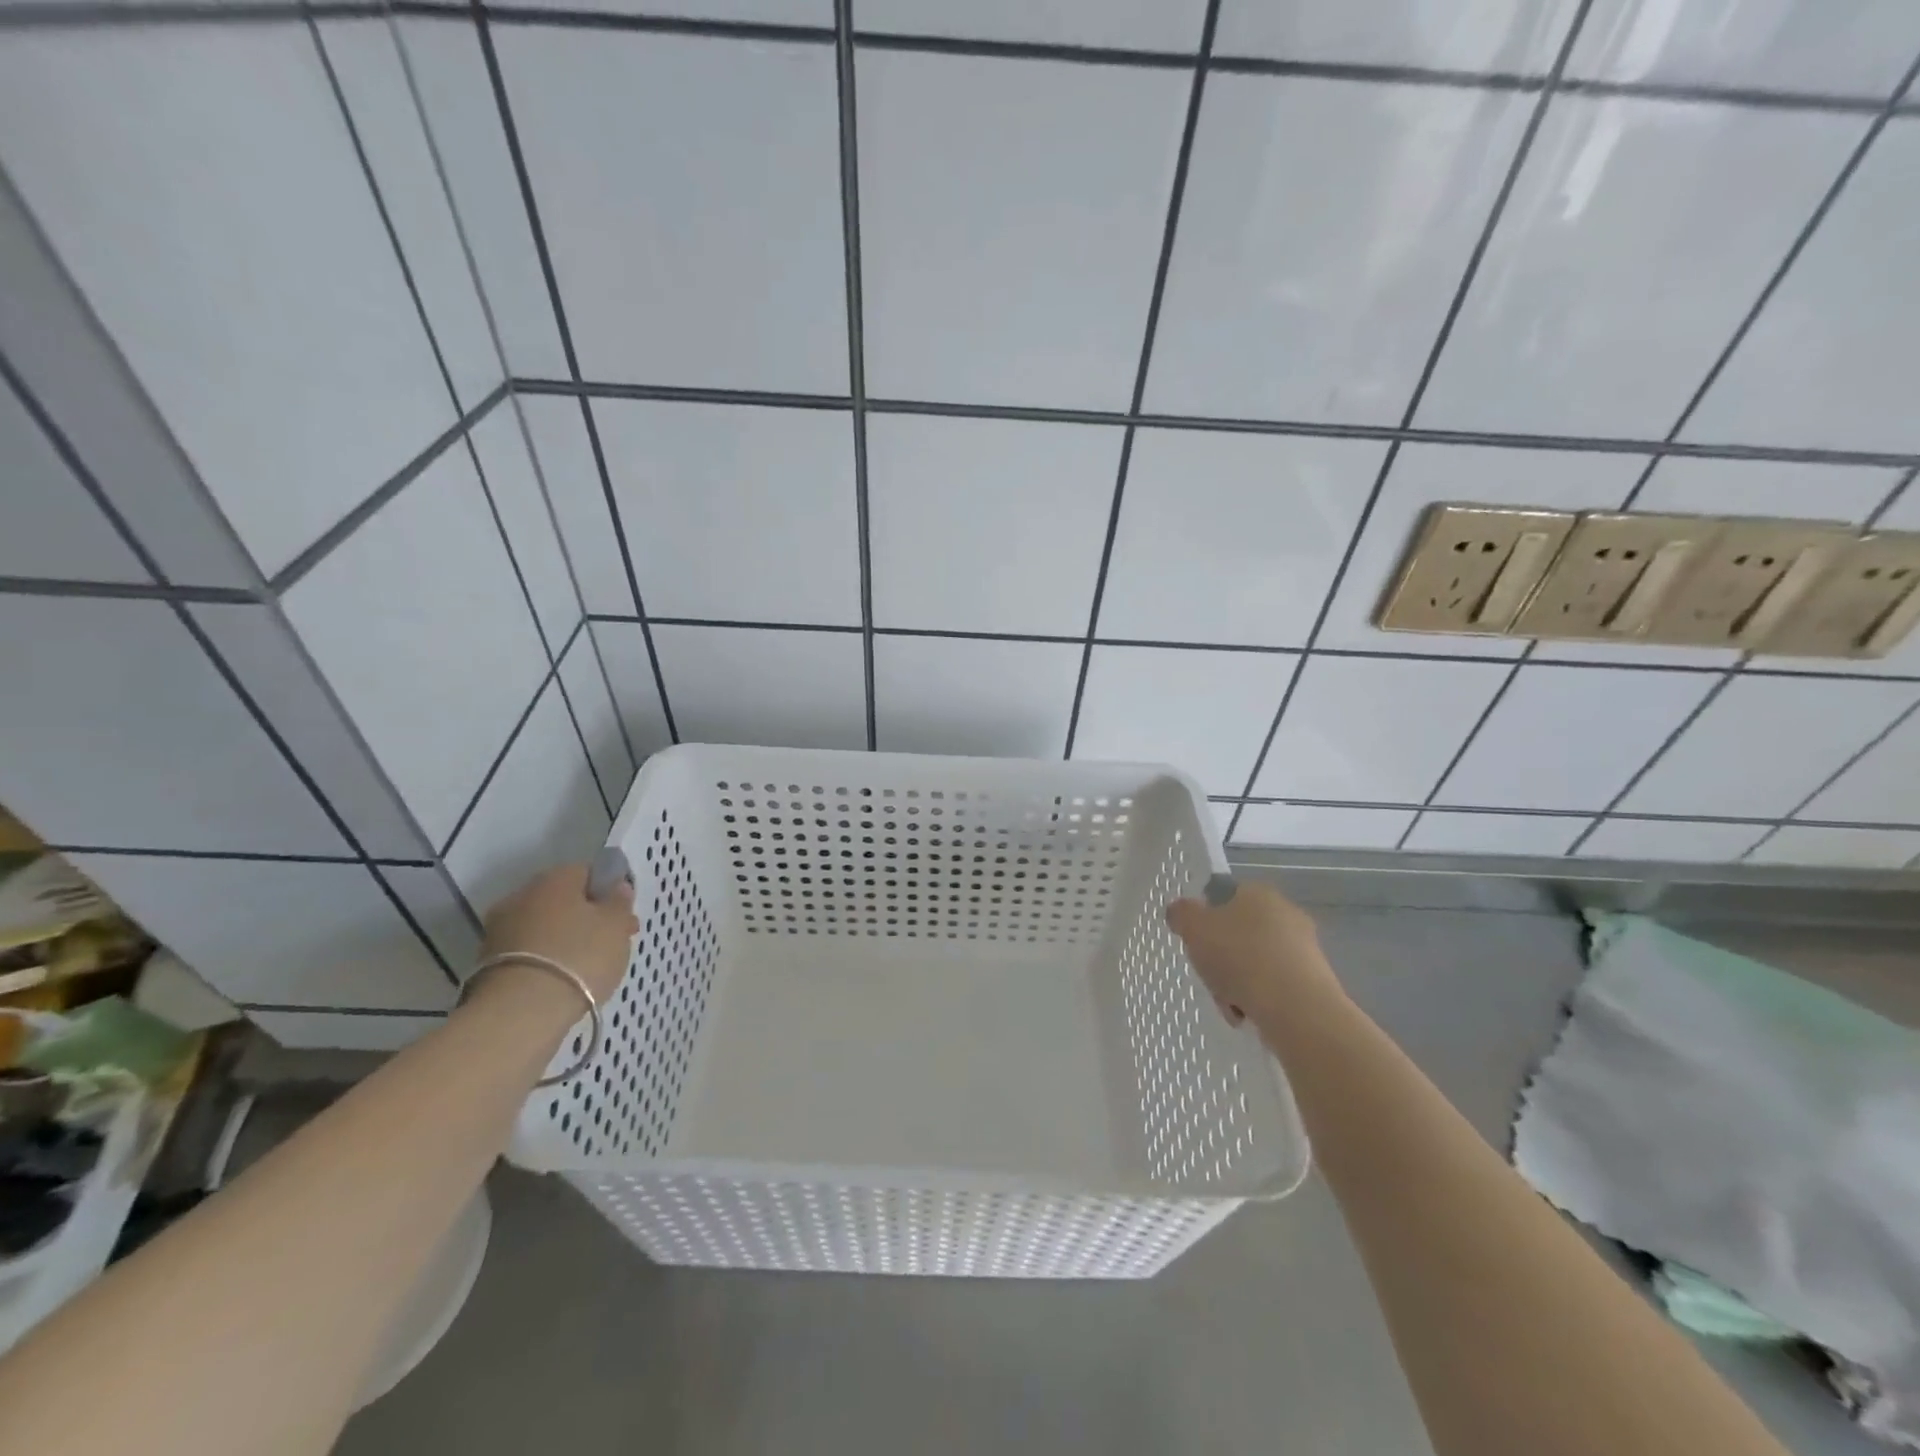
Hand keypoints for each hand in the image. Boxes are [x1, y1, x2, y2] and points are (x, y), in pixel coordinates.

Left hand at [480, 862, 638, 1002]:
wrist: (520, 1012)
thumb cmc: (579, 956)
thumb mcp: (615, 925)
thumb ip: (619, 901)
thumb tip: (617, 886)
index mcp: (554, 878)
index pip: (587, 873)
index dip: (609, 893)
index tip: (623, 917)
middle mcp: (522, 895)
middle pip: (563, 900)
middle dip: (587, 918)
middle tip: (611, 943)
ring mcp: (500, 929)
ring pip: (544, 927)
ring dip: (565, 939)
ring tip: (588, 967)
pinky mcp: (488, 963)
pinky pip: (529, 952)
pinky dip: (546, 960)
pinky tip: (563, 980)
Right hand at [1165, 880, 1342, 1028]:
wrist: (1296, 1009)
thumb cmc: (1240, 957)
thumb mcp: (1193, 928)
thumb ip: (1181, 914)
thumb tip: (1181, 911)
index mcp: (1258, 892)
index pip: (1224, 897)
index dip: (1205, 920)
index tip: (1196, 943)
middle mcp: (1285, 913)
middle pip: (1238, 934)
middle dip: (1220, 958)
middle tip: (1210, 976)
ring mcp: (1303, 948)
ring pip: (1254, 963)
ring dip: (1237, 983)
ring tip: (1229, 1005)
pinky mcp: (1314, 981)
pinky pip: (1273, 986)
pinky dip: (1258, 1000)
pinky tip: (1249, 1015)